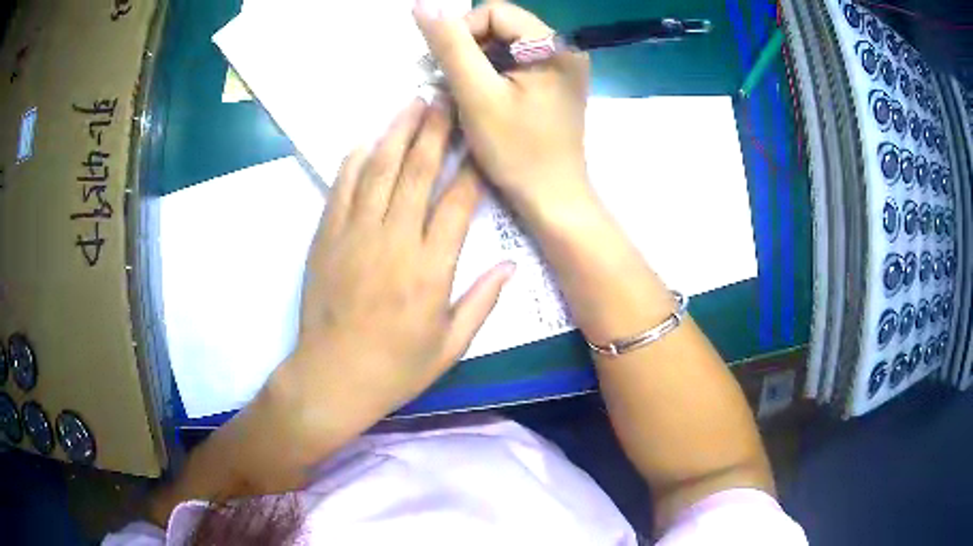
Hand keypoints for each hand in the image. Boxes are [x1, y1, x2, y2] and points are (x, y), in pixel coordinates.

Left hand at [286, 99, 513, 431]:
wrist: (332, 378)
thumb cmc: (395, 368)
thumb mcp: (451, 346)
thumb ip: (482, 301)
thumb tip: (510, 263)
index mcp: (430, 269)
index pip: (457, 202)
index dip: (472, 167)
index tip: (481, 140)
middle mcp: (394, 241)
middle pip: (417, 172)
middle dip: (435, 131)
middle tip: (445, 99)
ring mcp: (355, 235)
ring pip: (378, 170)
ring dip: (396, 133)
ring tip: (411, 104)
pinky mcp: (327, 237)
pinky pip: (341, 188)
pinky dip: (354, 160)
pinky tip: (366, 140)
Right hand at [414, 0, 591, 217]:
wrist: (552, 197)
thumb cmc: (516, 151)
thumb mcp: (476, 94)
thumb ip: (450, 46)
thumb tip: (422, 5)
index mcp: (555, 45)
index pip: (495, 12)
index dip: (461, 32)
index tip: (442, 66)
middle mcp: (565, 48)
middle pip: (501, 26)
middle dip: (468, 48)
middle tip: (447, 80)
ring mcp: (563, 66)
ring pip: (505, 45)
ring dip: (476, 62)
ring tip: (461, 91)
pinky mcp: (555, 82)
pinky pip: (516, 63)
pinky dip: (492, 74)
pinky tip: (481, 96)